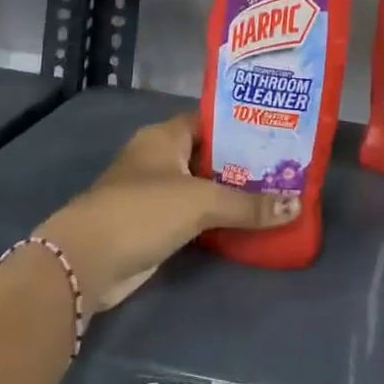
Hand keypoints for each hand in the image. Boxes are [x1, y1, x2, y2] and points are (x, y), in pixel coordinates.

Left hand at [35, 110, 297, 311]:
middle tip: (283, 168)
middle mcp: (159, 158)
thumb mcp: (201, 202)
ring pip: (202, 186)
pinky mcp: (153, 224)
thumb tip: (296, 206)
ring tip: (274, 194)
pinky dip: (215, 218)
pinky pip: (193, 214)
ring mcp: (154, 192)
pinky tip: (246, 223)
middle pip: (208, 154)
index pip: (210, 121)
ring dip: (230, 193)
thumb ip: (248, 204)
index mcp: (165, 136)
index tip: (275, 133)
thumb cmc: (143, 210)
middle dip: (242, 162)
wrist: (87, 261)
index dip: (240, 125)